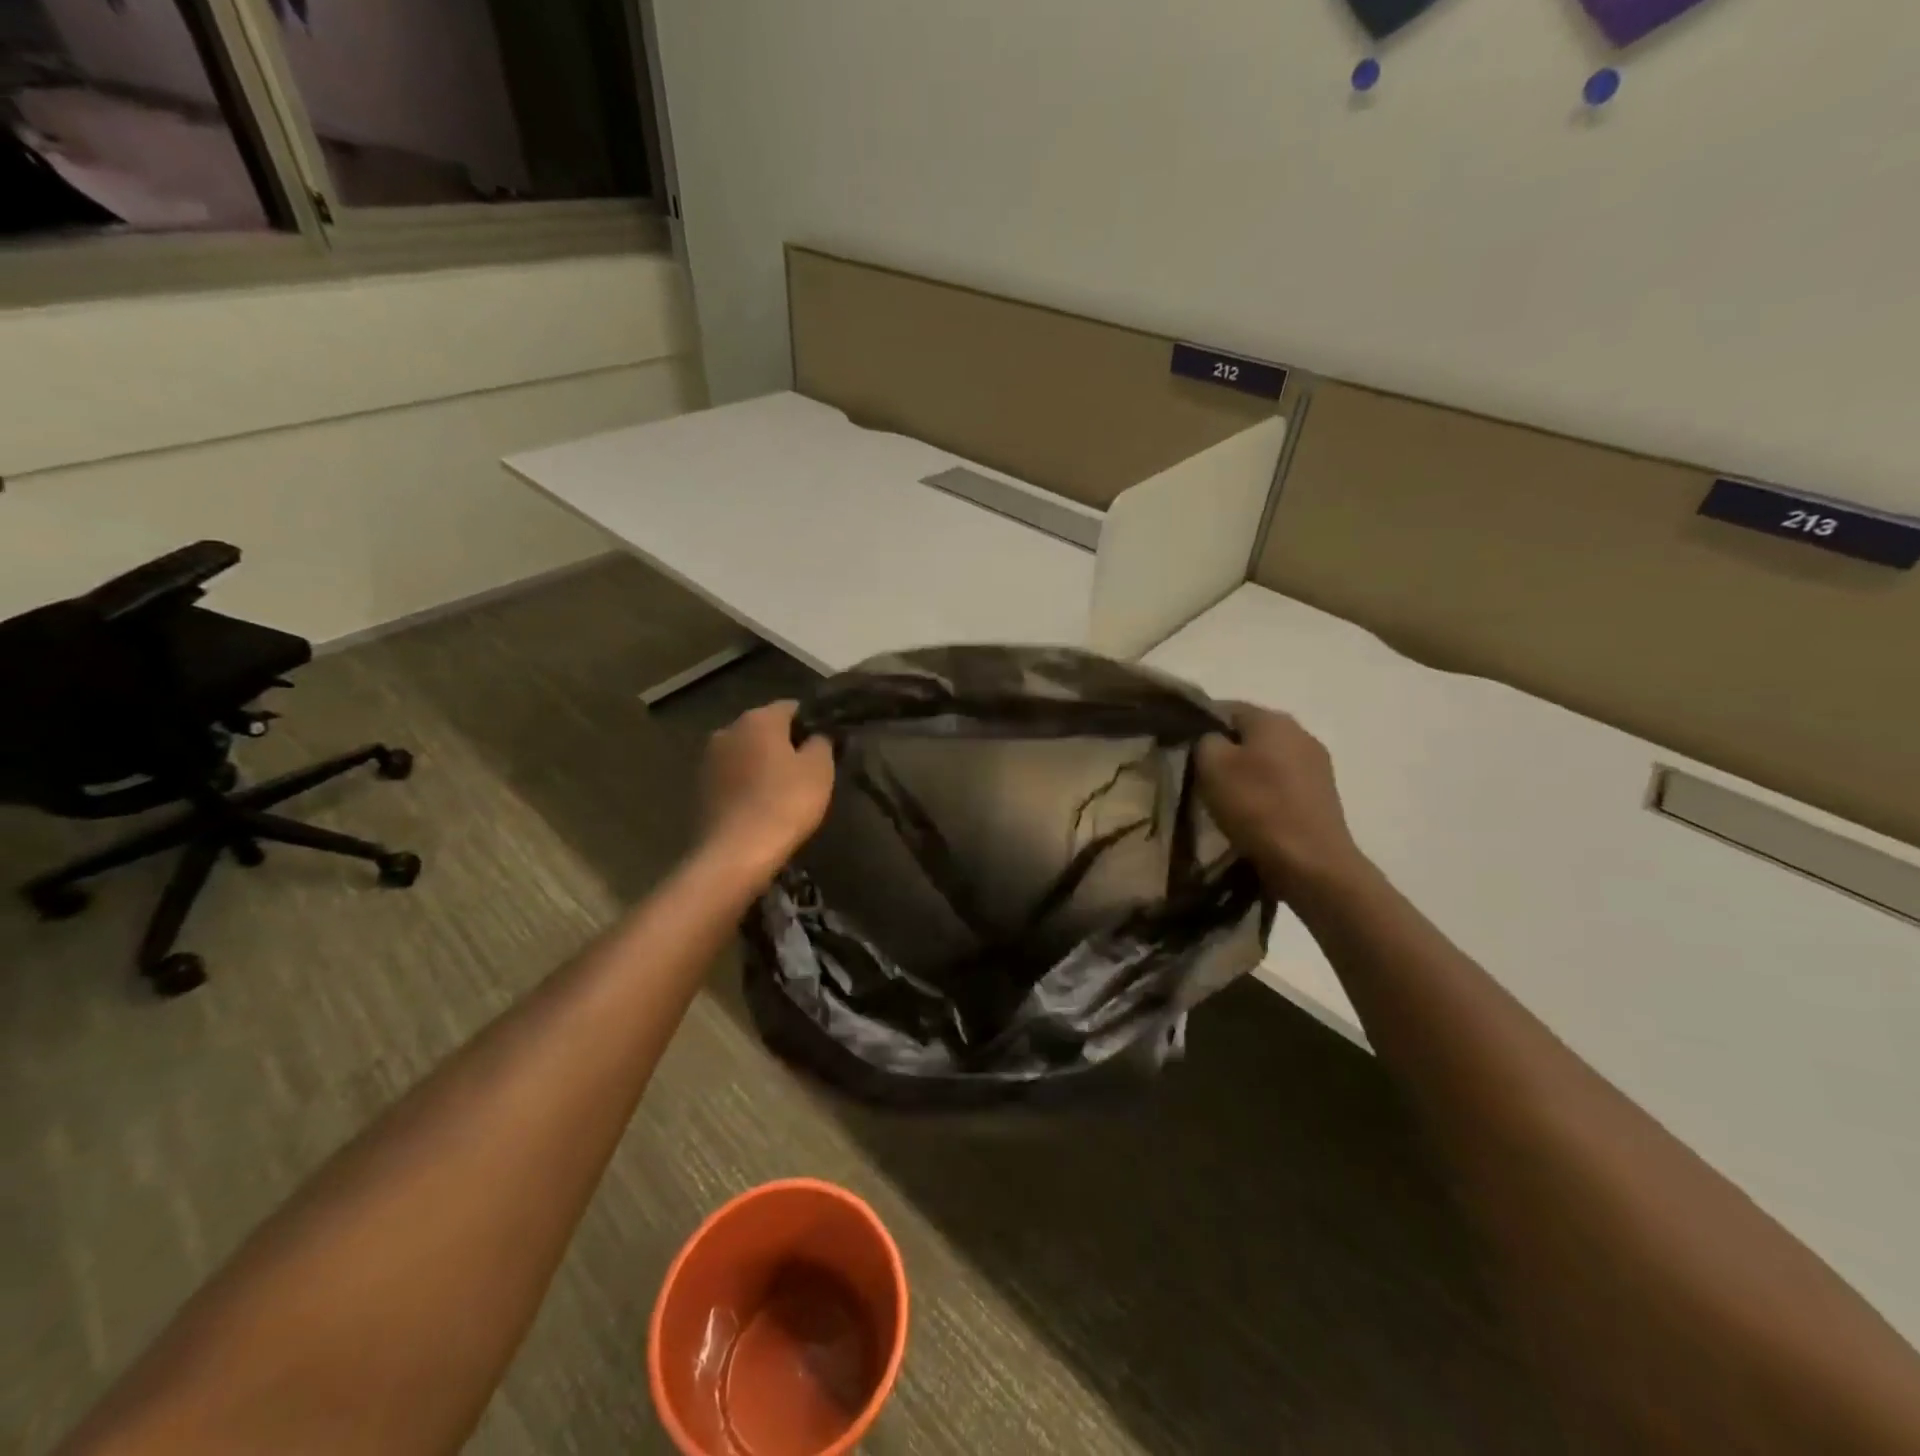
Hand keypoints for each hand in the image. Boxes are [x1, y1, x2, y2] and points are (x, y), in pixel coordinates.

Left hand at [699, 700, 835, 882]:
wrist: (734, 853)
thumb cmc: (784, 803)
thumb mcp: (819, 769)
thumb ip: (821, 742)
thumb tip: (817, 734)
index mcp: (758, 718)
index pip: (792, 707)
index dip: (812, 723)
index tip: (826, 744)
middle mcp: (727, 729)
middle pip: (764, 728)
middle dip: (784, 743)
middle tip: (807, 769)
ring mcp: (708, 759)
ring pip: (745, 752)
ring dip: (762, 764)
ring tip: (783, 790)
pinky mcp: (698, 787)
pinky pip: (731, 777)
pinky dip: (745, 784)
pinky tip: (759, 805)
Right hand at [1195, 703, 1362, 894]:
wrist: (1312, 863)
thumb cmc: (1257, 807)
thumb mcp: (1211, 765)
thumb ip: (1205, 740)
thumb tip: (1210, 739)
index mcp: (1273, 719)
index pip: (1225, 708)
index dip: (1199, 724)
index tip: (1182, 749)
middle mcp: (1300, 732)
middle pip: (1250, 733)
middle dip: (1224, 750)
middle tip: (1199, 776)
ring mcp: (1317, 764)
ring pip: (1267, 759)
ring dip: (1246, 773)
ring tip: (1224, 799)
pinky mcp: (1323, 794)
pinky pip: (1283, 783)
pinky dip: (1265, 793)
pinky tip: (1252, 814)